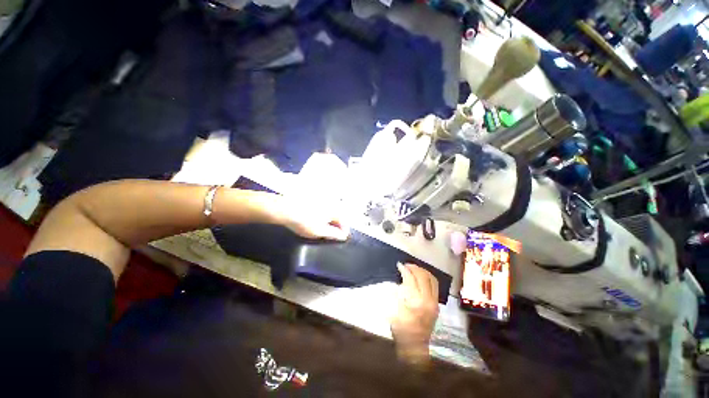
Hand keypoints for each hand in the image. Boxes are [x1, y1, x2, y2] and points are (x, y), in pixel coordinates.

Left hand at [278, 199, 349, 240]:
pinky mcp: (314, 199)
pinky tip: (315, 220)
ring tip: (323, 229)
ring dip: (330, 221)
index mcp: (335, 210)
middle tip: (332, 235)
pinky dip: (322, 215)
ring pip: (330, 212)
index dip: (344, 232)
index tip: (341, 239)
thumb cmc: (305, 222)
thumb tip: (343, 236)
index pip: (345, 222)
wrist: (286, 209)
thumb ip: (334, 234)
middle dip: (337, 226)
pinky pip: (323, 209)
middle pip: (338, 216)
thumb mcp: (320, 232)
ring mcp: (322, 200)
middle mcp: (331, 203)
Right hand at [390, 263, 439, 364]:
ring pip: (432, 279)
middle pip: (423, 277)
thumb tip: (398, 281)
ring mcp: (434, 302)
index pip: (411, 279)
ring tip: (414, 268)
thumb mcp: (393, 311)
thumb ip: (396, 294)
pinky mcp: (436, 305)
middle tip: (406, 265)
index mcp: (416, 302)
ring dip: (423, 271)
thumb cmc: (401, 329)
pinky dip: (428, 277)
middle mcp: (428, 300)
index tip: (399, 264)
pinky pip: (435, 286)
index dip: (405, 270)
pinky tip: (422, 276)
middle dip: (414, 267)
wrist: (415, 347)